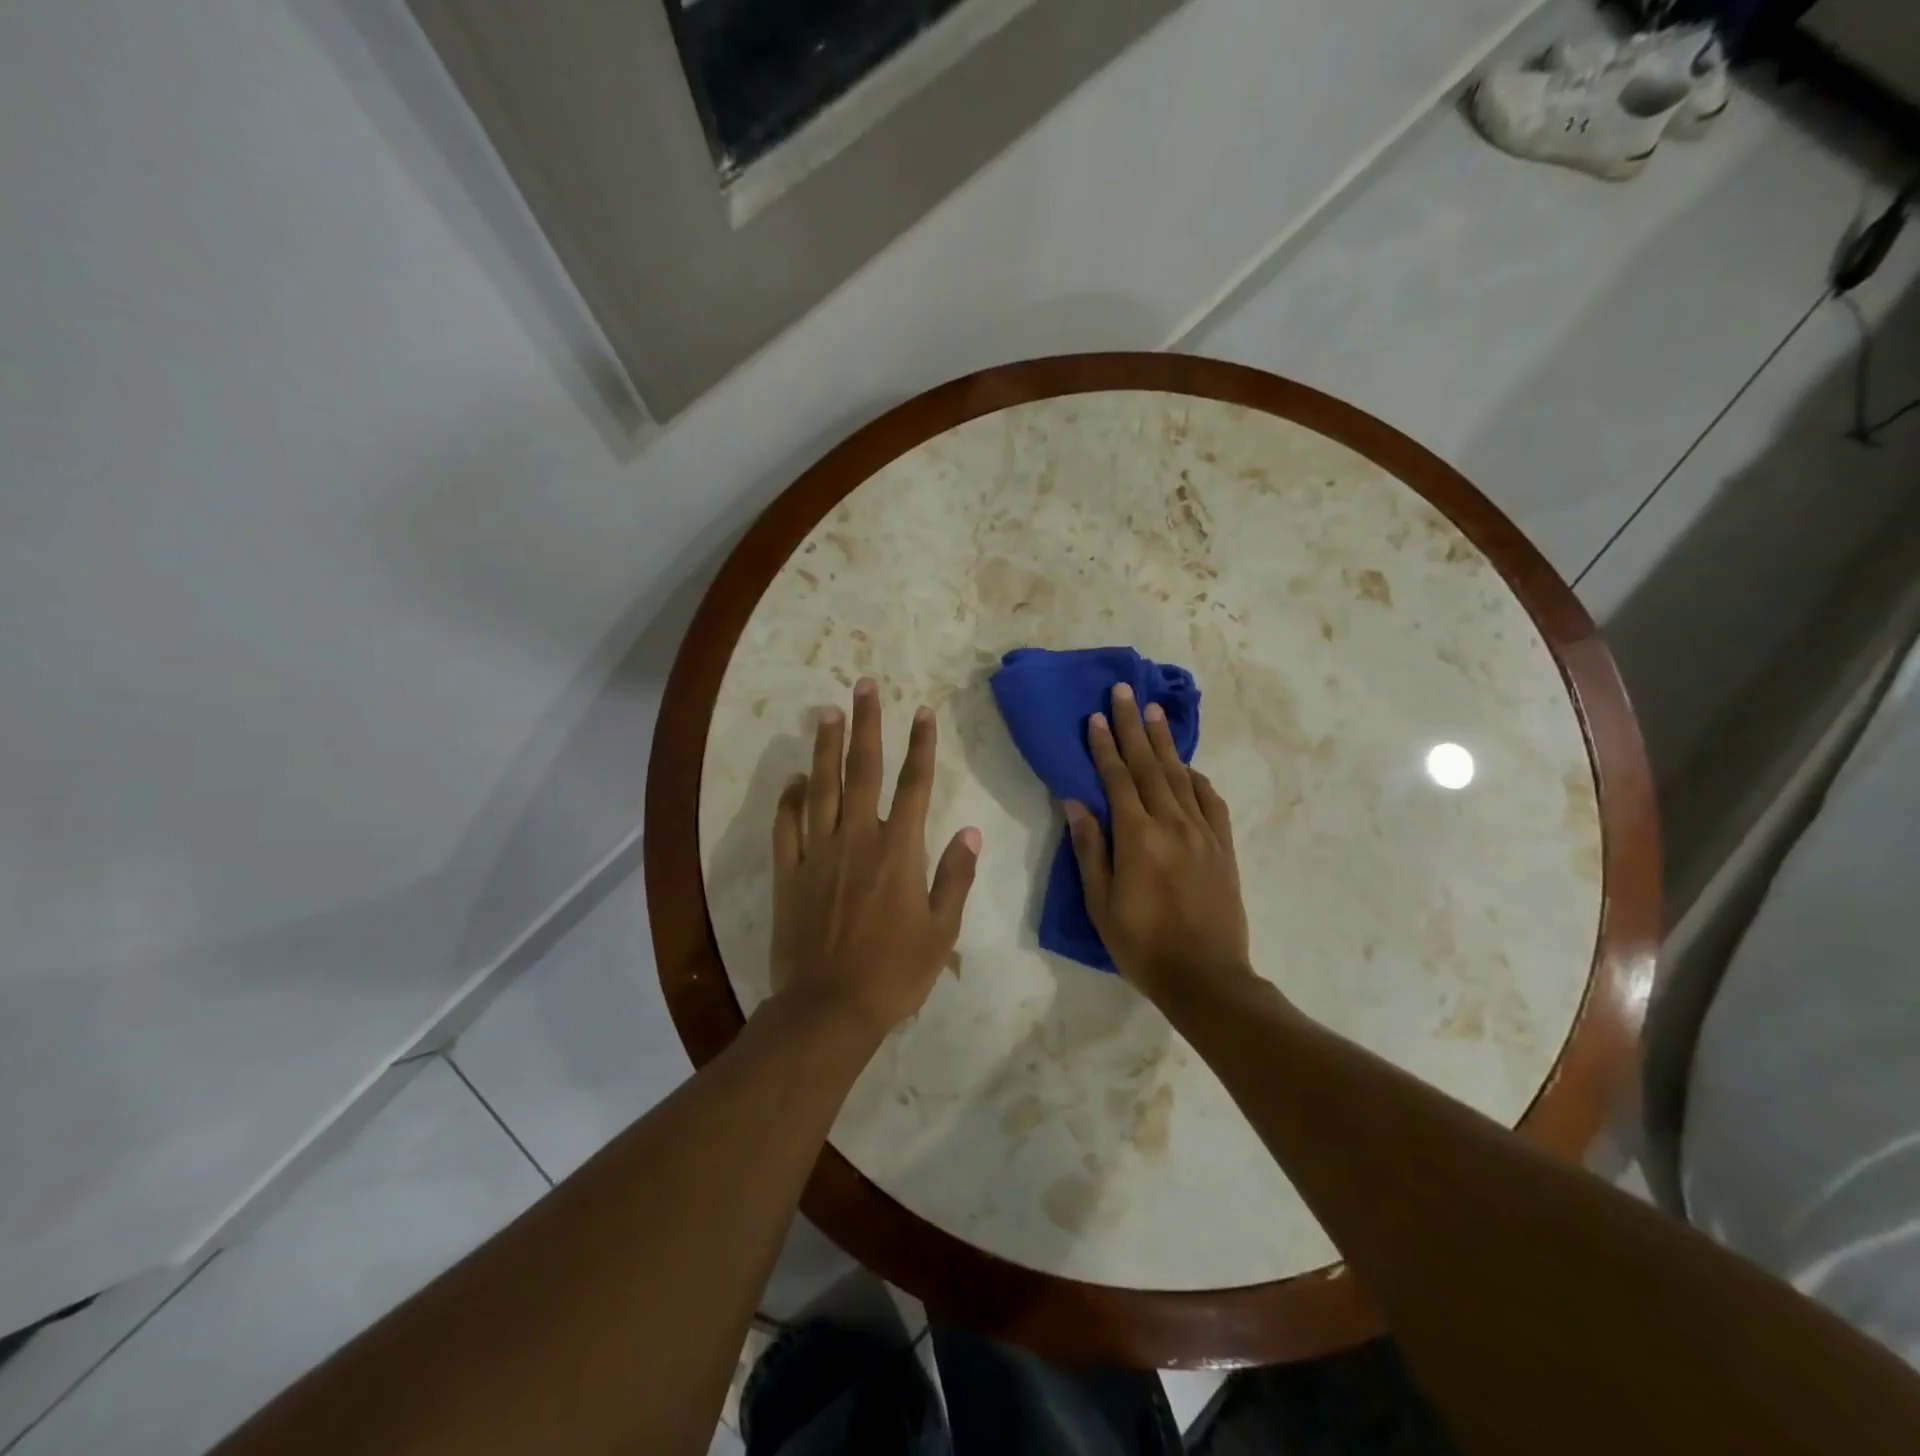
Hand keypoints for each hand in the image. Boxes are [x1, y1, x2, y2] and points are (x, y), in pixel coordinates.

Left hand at [769, 678, 981, 1041]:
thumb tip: (970, 831)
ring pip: (822, 788)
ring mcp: (819, 854)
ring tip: (828, 712)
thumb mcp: (941, 931)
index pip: (914, 785)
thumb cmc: (894, 973)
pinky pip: (787, 826)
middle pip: (863, 771)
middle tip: (864, 686)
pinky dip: (790, 799)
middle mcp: (858, 840)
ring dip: (826, 748)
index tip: (922, 711)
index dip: (920, 746)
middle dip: (867, 725)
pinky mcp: (789, 873)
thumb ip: (955, 877)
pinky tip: (795, 778)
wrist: (828, 1008)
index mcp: (899, 852)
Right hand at [1065, 682, 1251, 1003]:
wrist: (1207, 977)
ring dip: (1164, 743)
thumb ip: (1090, 848)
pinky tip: (1189, 767)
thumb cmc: (1142, 944)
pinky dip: (1197, 779)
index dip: (1104, 746)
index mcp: (1137, 836)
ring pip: (1180, 776)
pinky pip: (1210, 802)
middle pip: (1149, 765)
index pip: (1116, 779)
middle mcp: (1172, 824)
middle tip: (1125, 691)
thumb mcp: (1101, 902)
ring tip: (1153, 713)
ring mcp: (1203, 833)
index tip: (1096, 716)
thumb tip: (1075, 802)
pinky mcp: (1223, 847)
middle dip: (1133, 726)